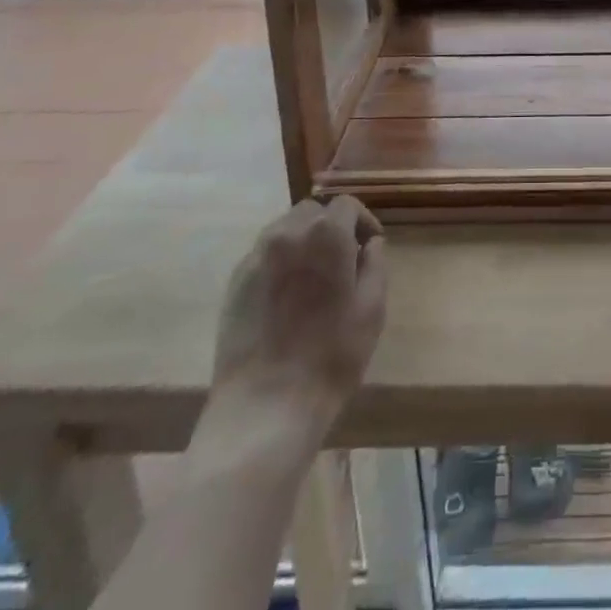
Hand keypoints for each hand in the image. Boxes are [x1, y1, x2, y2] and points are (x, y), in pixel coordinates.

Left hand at [190, 197, 387, 474]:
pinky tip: (286, 296)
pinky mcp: (235, 282)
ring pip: (284, 229)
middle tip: (342, 261)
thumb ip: (375, 264)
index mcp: (327, 234)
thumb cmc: (331, 356)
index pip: (347, 205)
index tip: (369, 249)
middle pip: (313, 211)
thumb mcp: (372, 308)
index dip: (363, 222)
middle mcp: (289, 233)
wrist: (266, 406)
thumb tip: (371, 244)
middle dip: (330, 227)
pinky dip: (279, 261)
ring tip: (312, 277)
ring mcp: (256, 257)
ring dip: (303, 241)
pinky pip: (263, 255)